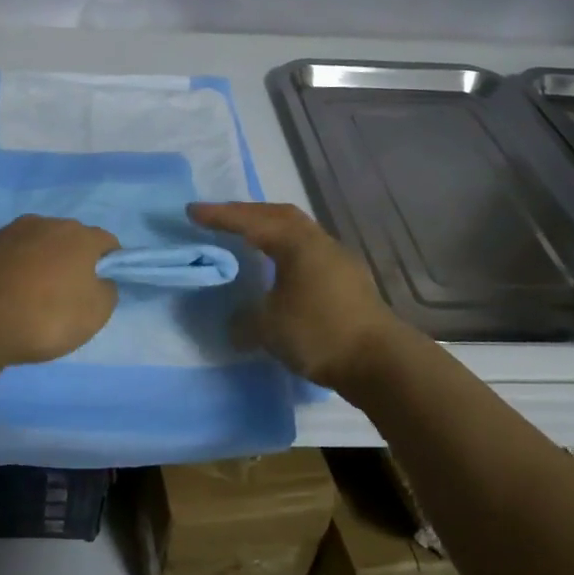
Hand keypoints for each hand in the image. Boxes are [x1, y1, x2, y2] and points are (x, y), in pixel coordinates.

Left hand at [0, 215, 118, 371]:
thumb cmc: (45, 316)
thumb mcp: (94, 314)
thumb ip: (107, 291)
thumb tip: (101, 281)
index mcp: (79, 235)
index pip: (107, 242)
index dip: (111, 264)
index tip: (102, 288)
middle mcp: (46, 223)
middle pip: (70, 239)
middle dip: (73, 261)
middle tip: (68, 295)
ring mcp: (10, 231)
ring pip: (37, 245)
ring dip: (41, 263)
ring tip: (33, 297)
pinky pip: (10, 256)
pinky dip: (14, 270)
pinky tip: (8, 295)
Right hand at [188, 201, 408, 392]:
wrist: (381, 362)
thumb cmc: (320, 334)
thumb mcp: (268, 328)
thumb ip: (244, 320)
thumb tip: (235, 322)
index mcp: (296, 243)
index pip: (250, 222)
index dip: (219, 216)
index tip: (192, 211)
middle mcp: (318, 242)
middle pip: (278, 215)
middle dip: (246, 213)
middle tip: (220, 218)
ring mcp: (337, 259)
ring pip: (296, 231)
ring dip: (269, 228)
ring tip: (247, 238)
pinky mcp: (348, 279)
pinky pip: (307, 250)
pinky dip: (285, 248)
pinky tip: (278, 267)